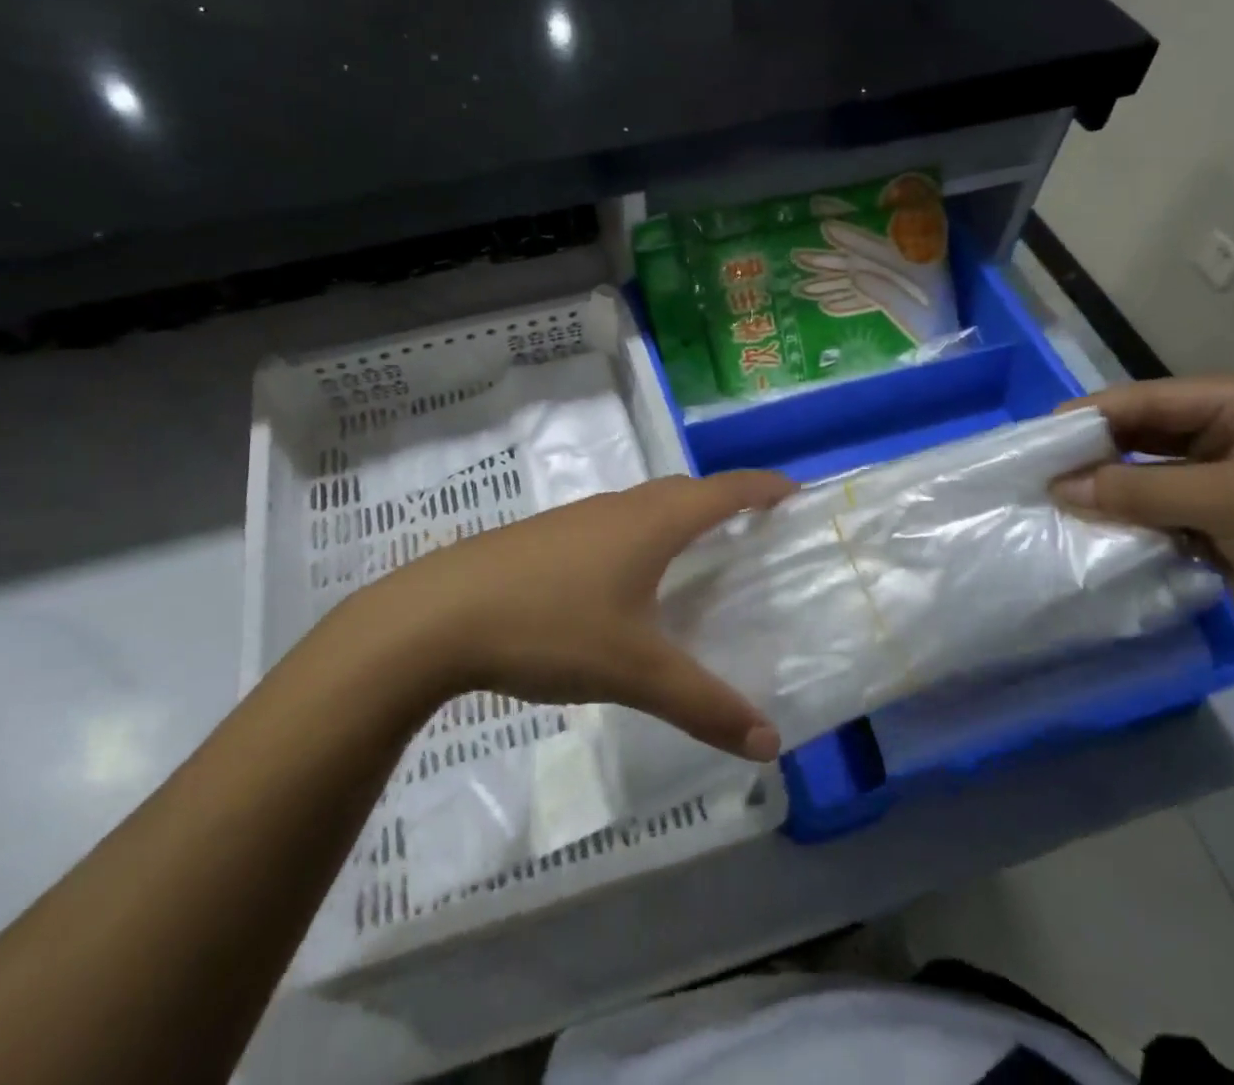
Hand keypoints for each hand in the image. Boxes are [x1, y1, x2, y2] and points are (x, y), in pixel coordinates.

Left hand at [350, 471, 794, 760]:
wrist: (438, 615)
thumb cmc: (550, 626)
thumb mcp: (634, 671)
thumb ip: (703, 705)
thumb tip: (770, 744)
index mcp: (652, 521)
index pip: (724, 489)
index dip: (763, 488)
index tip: (795, 494)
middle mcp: (619, 507)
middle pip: (685, 491)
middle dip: (724, 502)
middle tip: (753, 532)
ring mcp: (576, 518)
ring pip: (643, 507)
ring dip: (677, 519)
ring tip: (696, 557)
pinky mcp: (544, 537)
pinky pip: (611, 526)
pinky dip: (640, 538)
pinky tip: (625, 583)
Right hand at [1052, 378, 1233, 687]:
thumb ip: (1141, 490)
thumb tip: (1058, 488)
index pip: (1152, 400)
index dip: (1094, 415)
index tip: (1038, 438)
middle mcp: (1230, 442)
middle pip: (1143, 438)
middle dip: (1093, 455)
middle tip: (1035, 473)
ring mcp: (1224, 491)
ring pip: (1144, 481)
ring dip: (1104, 494)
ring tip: (1048, 504)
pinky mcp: (1219, 535)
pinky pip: (1156, 520)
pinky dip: (1125, 526)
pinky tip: (1086, 535)